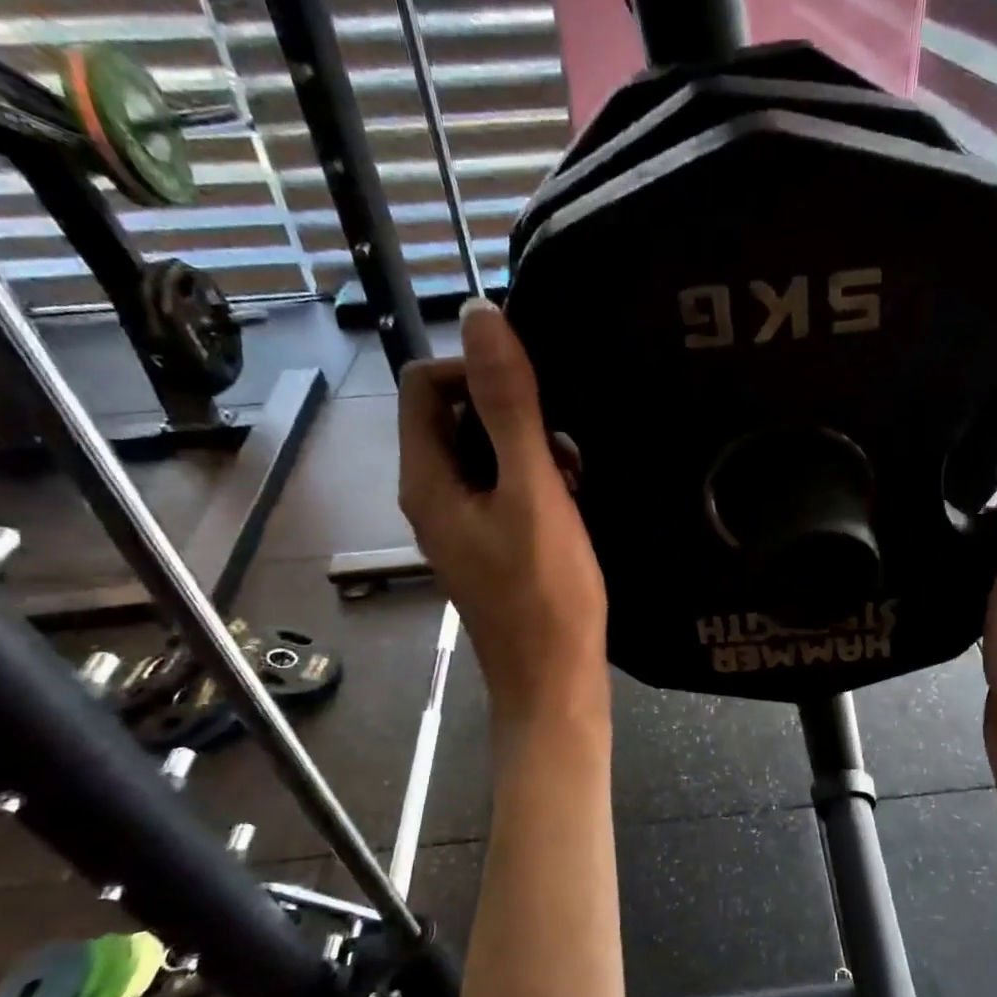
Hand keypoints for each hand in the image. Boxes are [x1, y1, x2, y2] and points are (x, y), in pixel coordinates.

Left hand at [398, 300, 607, 727]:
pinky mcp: (490, 544)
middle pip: (454, 416)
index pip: (423, 384)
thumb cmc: (546, 592)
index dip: (475, 372)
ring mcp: (461, 523)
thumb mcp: (532, 492)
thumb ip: (509, 407)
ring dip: (529, 448)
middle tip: (561, 447)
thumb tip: (481, 315)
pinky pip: (503, 488)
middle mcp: (432, 496)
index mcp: (426, 479)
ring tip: (573, 477)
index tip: (533, 398)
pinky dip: (535, 481)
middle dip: (510, 414)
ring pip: (484, 453)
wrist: (554, 681)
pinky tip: (572, 502)